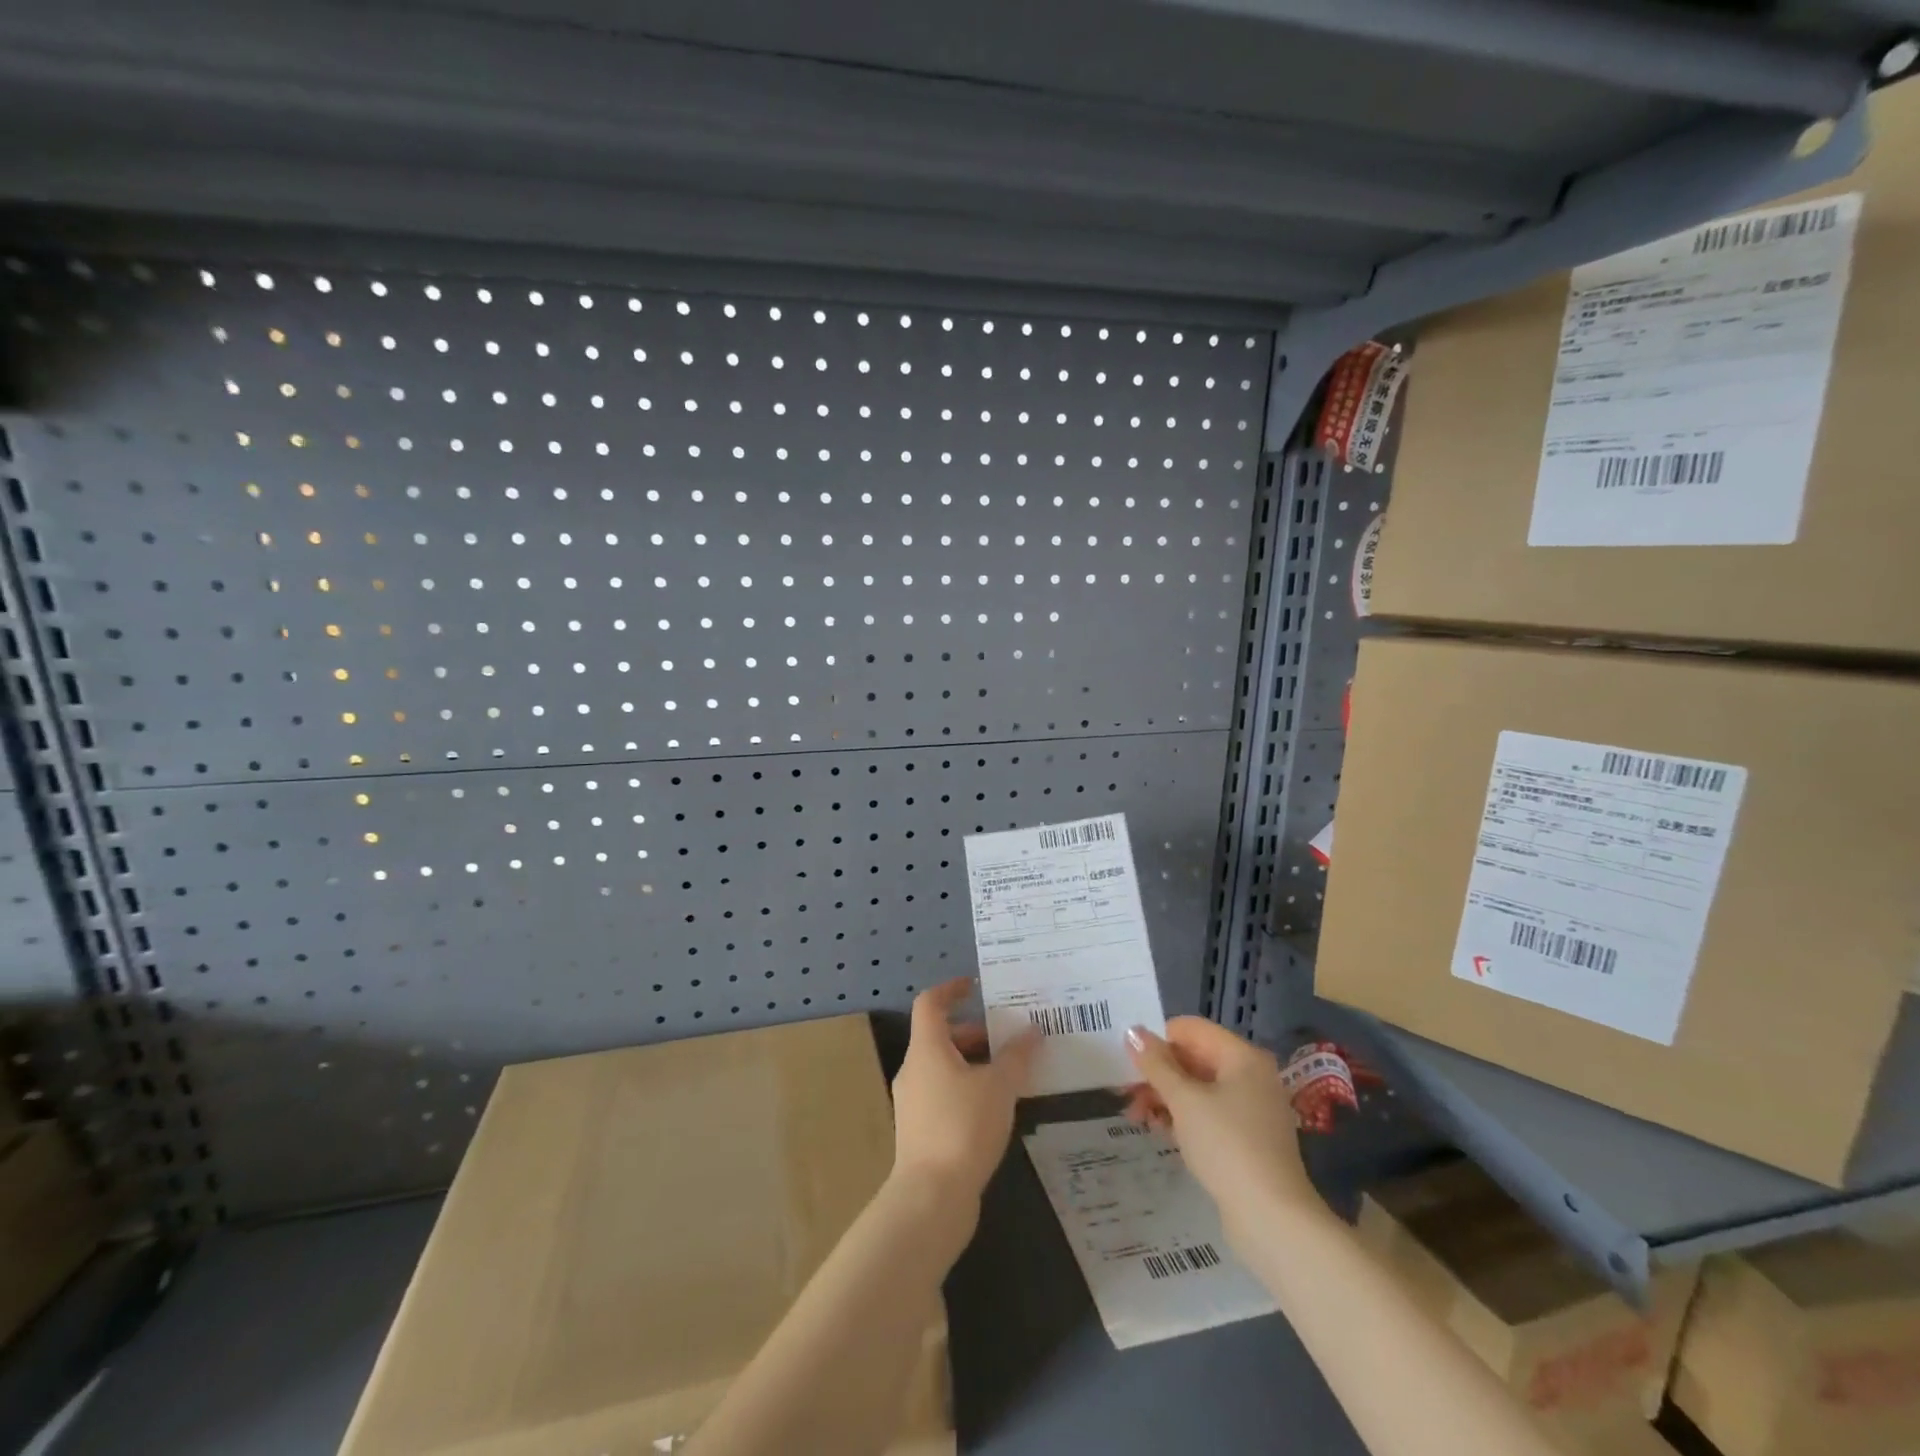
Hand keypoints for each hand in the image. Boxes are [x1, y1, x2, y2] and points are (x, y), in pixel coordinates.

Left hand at [890, 978, 1039, 1205]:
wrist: (931, 1198)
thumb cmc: (963, 1127)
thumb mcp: (999, 1086)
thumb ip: (1017, 1057)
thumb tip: (1032, 1032)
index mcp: (926, 1049)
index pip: (930, 1003)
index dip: (951, 990)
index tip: (976, 986)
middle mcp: (914, 1070)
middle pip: (940, 1037)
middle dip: (974, 1033)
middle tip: (1008, 1036)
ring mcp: (913, 1103)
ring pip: (943, 1068)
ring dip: (973, 1063)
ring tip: (1009, 1073)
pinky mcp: (919, 1132)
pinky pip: (944, 1095)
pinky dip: (967, 1090)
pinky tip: (995, 1109)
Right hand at [1123, 1017, 1315, 1239]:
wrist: (1272, 1219)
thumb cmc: (1226, 1146)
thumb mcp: (1184, 1100)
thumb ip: (1156, 1063)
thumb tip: (1133, 1031)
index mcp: (1242, 1057)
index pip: (1191, 1029)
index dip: (1159, 1041)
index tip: (1130, 1063)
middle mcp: (1251, 1076)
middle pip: (1194, 1058)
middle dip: (1158, 1073)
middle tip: (1126, 1093)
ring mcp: (1252, 1109)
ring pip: (1199, 1088)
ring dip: (1166, 1097)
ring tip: (1136, 1116)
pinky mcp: (1247, 1138)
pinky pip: (1209, 1113)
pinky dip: (1183, 1117)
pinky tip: (1159, 1130)